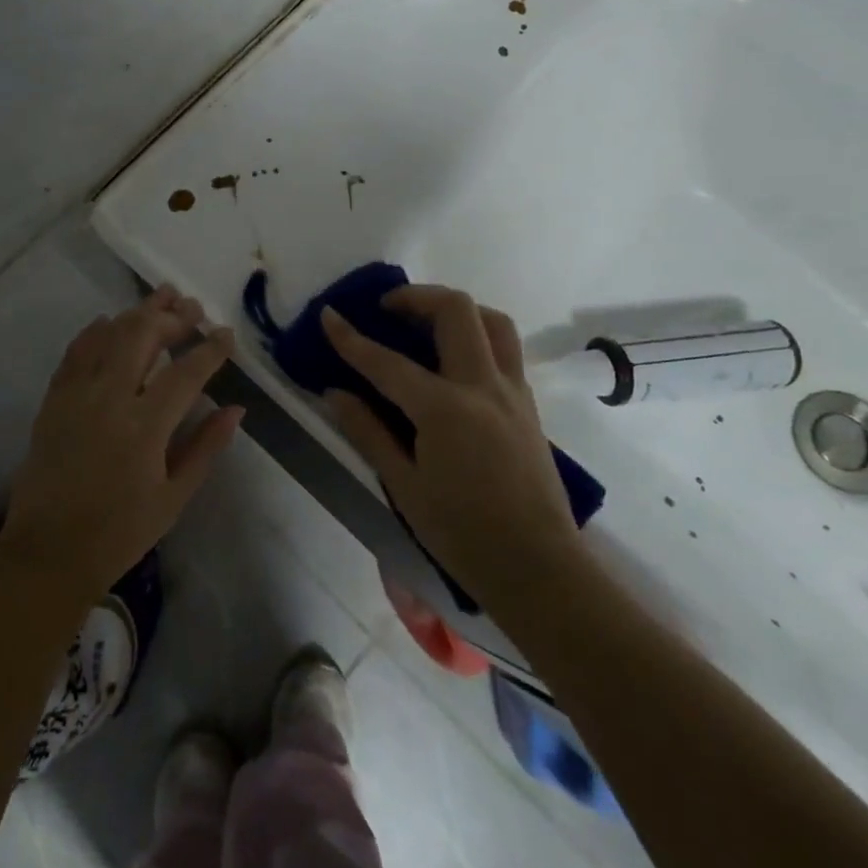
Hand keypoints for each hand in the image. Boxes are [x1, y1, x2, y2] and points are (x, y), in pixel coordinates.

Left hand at [0, 285, 241, 600]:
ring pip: (108, 335)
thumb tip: (235, 409)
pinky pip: (74, 352)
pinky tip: (108, 321)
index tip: (226, 334)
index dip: (210, 348)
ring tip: (161, 298)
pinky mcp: (53, 400)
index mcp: (145, 427)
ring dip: (137, 313)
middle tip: (192, 308)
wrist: (48, 553)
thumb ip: (205, 447)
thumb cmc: (119, 533)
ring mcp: (76, 395)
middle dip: (172, 316)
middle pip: (143, 336)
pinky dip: (94, 332)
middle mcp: (110, 399)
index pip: (186, 372)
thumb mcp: (173, 498)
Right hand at [322, 285, 587, 613]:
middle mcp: (482, 386)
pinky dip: (476, 336)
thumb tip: (335, 393)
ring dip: (456, 310)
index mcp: (444, 408)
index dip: (351, 337)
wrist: (539, 569)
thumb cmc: (463, 534)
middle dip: (416, 298)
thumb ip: (368, 432)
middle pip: (456, 311)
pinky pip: (505, 349)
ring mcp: (512, 392)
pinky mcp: (528, 406)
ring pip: (493, 321)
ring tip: (426, 324)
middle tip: (387, 310)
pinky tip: (453, 362)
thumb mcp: (404, 486)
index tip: (328, 315)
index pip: (386, 361)